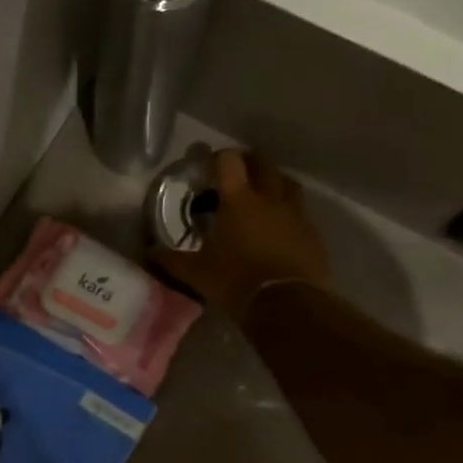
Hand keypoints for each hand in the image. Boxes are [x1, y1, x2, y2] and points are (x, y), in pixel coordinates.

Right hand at [153, 149, 330, 318]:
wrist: (286, 305)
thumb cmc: (235, 282)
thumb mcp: (196, 273)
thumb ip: (172, 259)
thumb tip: (151, 252)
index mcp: (238, 201)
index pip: (229, 162)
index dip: (217, 157)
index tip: (207, 164)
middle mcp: (269, 199)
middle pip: (262, 164)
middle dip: (248, 162)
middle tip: (236, 171)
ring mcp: (295, 214)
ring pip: (287, 183)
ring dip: (273, 181)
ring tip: (262, 192)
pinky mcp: (311, 233)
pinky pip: (300, 212)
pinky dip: (288, 211)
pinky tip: (279, 226)